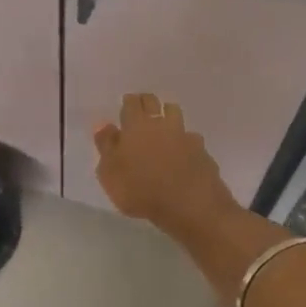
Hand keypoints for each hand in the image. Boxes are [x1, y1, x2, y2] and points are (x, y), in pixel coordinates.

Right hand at [93, 93, 236, 233]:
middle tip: (142, 109)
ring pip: (175, 114)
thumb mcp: (110, 173)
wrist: (189, 204)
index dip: (129, 102)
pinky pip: (191, 138)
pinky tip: (182, 152)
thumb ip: (106, 146)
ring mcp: (184, 136)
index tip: (126, 104)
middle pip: (154, 103)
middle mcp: (161, 124)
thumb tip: (103, 125)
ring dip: (168, 115)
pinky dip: (185, 141)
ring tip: (163, 126)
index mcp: (136, 126)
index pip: (132, 103)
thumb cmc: (140, 190)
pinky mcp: (201, 151)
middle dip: (147, 102)